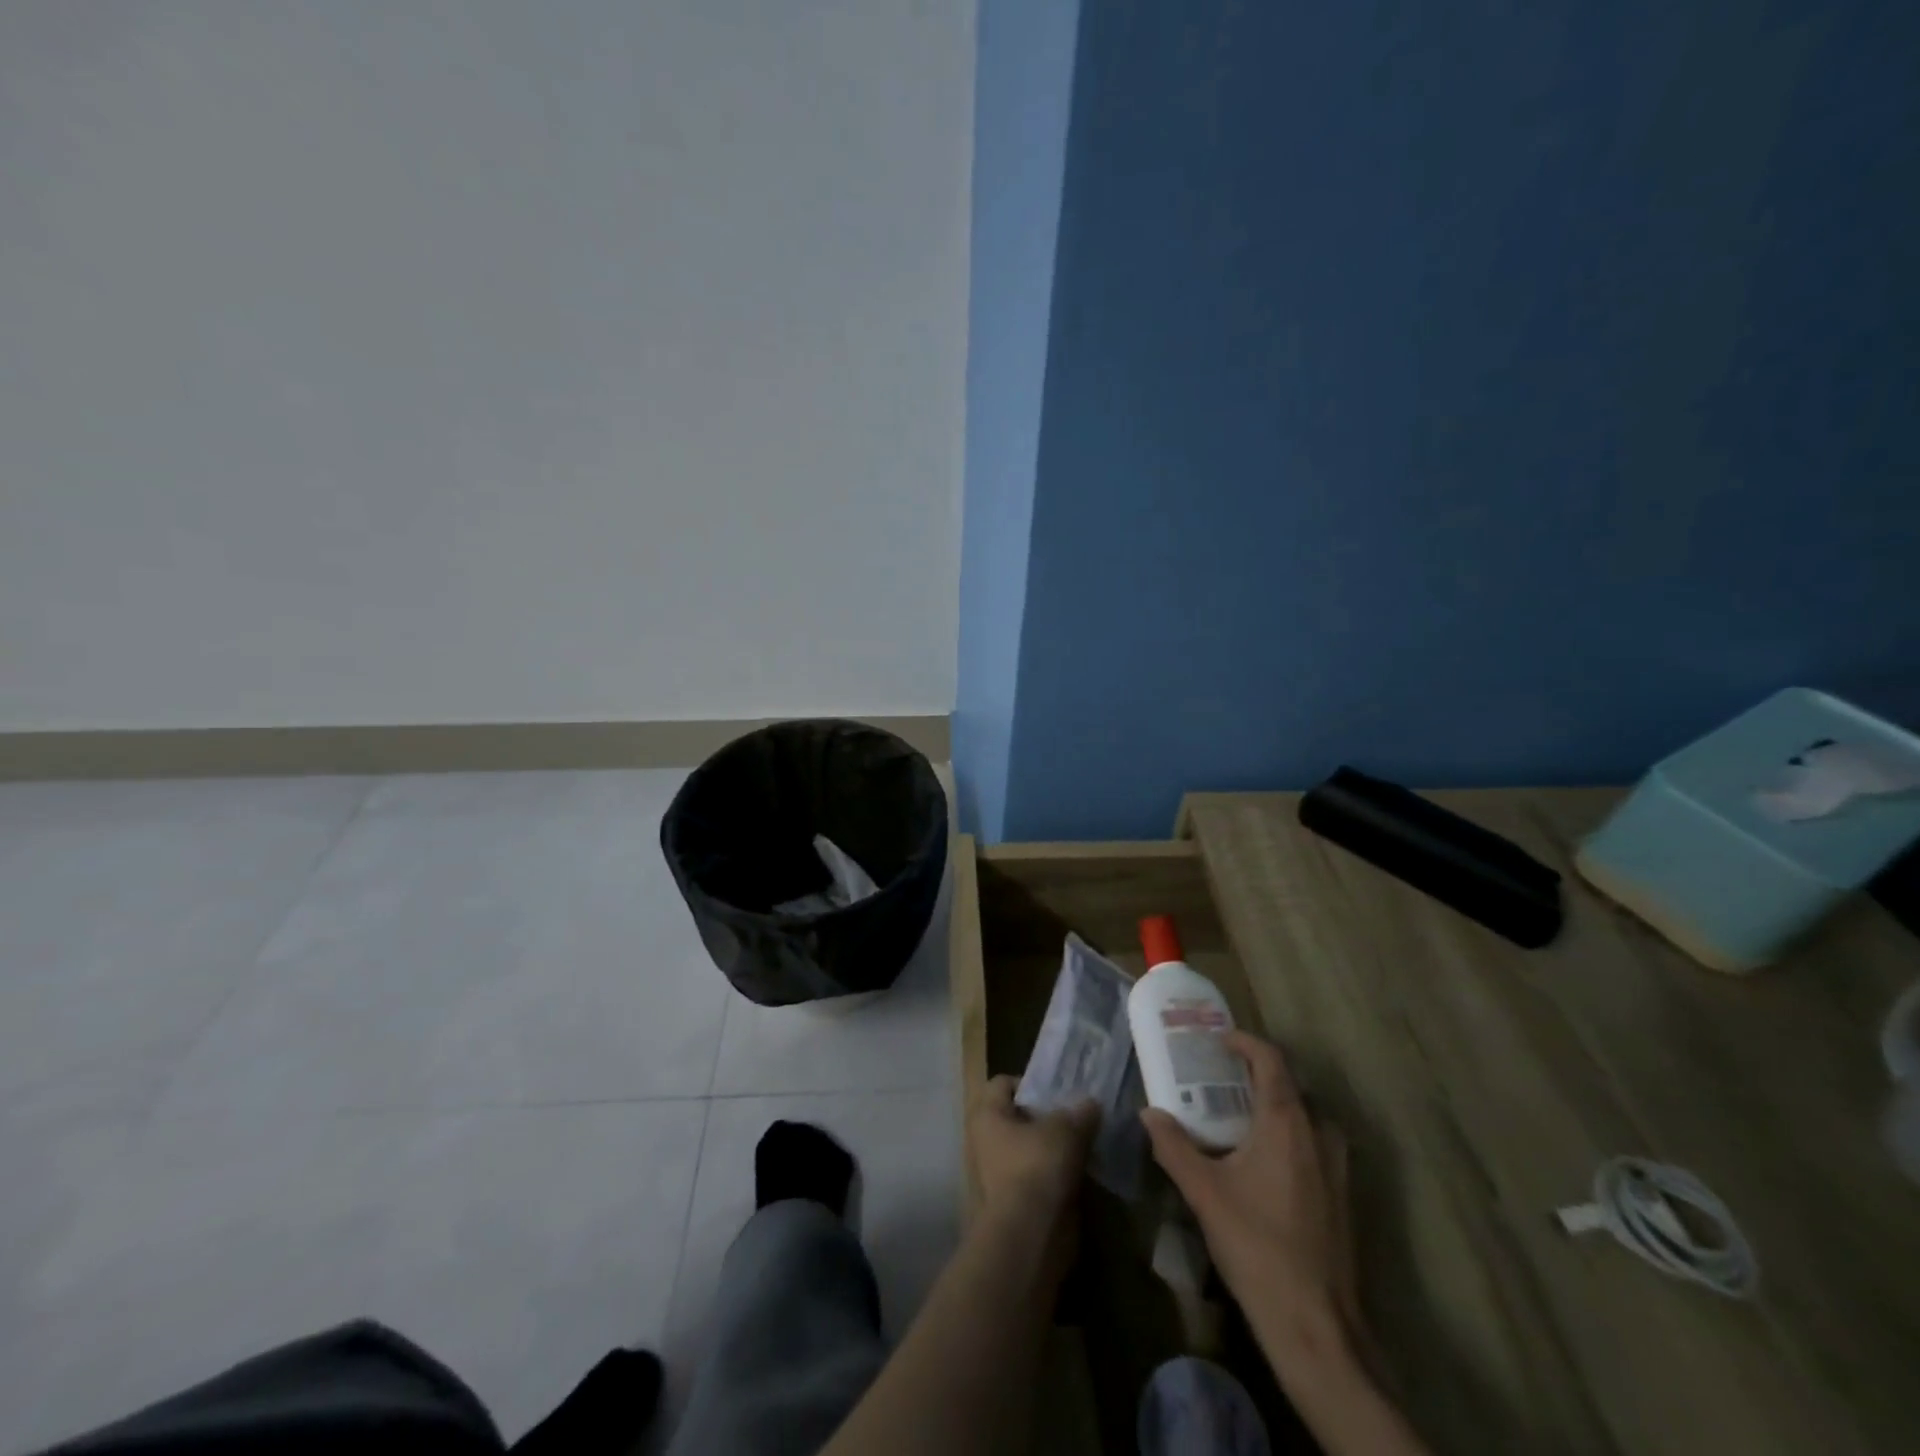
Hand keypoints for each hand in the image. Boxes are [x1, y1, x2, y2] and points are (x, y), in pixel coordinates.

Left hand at [968, 1076, 1097, 1227]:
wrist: (1028, 1238)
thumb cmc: (1037, 1168)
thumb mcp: (1066, 1130)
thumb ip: (1080, 1113)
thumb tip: (1091, 1104)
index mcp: (987, 1115)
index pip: (1003, 1084)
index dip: (1031, 1084)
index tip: (1059, 1094)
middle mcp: (984, 1142)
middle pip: (1018, 1118)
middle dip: (1046, 1119)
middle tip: (1076, 1119)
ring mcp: (997, 1176)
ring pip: (1029, 1150)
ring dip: (1053, 1149)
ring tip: (1084, 1146)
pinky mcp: (1013, 1204)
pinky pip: (1036, 1179)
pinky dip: (1055, 1176)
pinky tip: (1081, 1176)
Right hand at [1141, 1031, 1357, 1354]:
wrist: (1316, 1324)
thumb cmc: (1257, 1244)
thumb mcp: (1203, 1192)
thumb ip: (1173, 1146)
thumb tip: (1149, 1113)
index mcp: (1287, 1121)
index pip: (1271, 1059)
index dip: (1244, 1042)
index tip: (1217, 1041)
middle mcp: (1319, 1133)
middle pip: (1289, 1085)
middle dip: (1254, 1075)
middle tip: (1218, 1080)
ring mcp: (1337, 1166)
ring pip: (1304, 1116)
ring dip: (1272, 1107)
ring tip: (1235, 1117)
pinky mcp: (1342, 1195)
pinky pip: (1313, 1143)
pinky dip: (1287, 1135)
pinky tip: (1260, 1162)